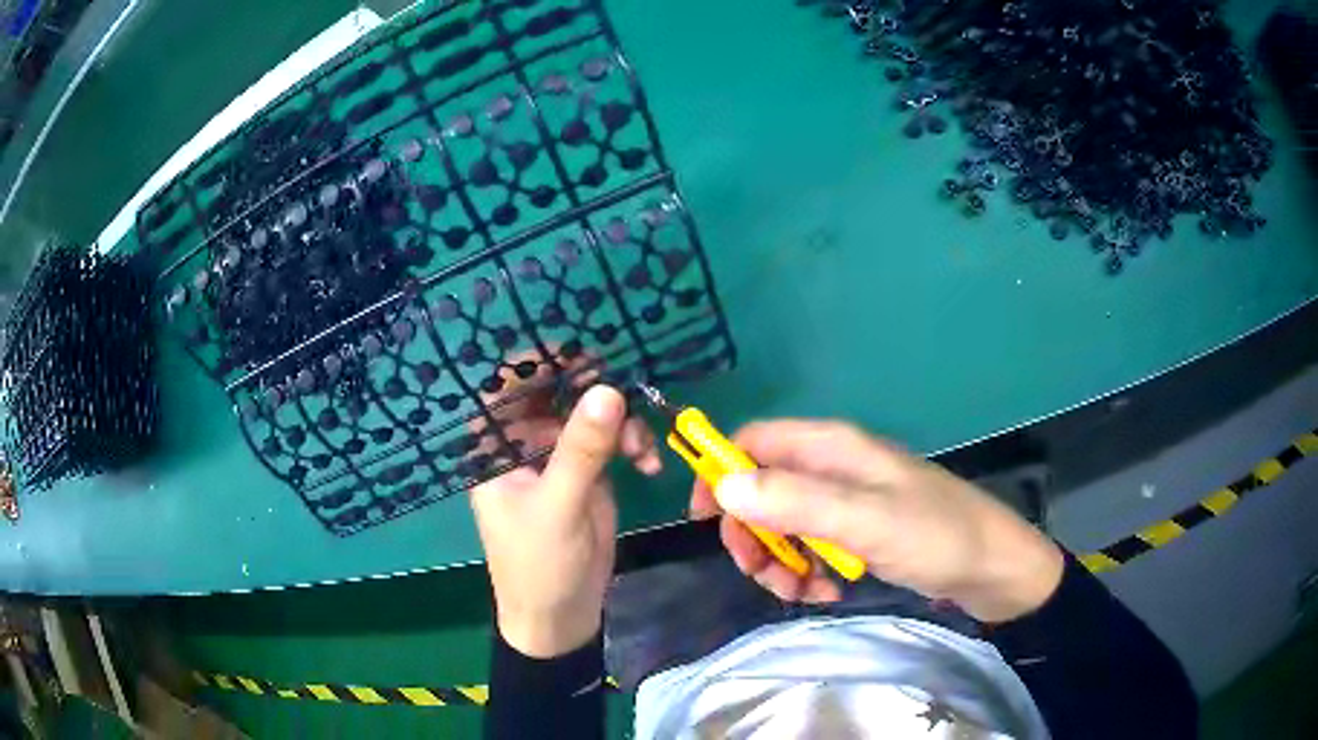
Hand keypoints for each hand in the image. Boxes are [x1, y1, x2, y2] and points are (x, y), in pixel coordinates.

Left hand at [471, 384, 659, 657]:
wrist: (562, 616)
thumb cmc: (538, 564)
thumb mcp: (558, 506)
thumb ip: (581, 449)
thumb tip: (607, 389)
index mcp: (495, 447)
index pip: (505, 385)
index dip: (535, 360)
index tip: (577, 348)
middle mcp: (522, 442)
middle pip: (555, 391)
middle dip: (592, 387)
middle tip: (628, 384)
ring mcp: (558, 455)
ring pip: (591, 413)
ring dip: (622, 422)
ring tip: (642, 452)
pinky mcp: (588, 472)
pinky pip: (612, 440)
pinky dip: (634, 445)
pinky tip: (650, 466)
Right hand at [690, 420, 1063, 622]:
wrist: (992, 570)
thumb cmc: (935, 536)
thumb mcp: (865, 521)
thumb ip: (796, 502)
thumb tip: (723, 486)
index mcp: (832, 448)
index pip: (755, 442)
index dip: (722, 472)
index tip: (705, 521)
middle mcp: (833, 469)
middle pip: (763, 490)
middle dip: (754, 534)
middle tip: (762, 573)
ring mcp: (846, 503)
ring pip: (783, 525)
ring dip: (780, 561)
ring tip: (803, 592)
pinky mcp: (857, 533)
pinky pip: (810, 549)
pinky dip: (807, 572)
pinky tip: (828, 592)